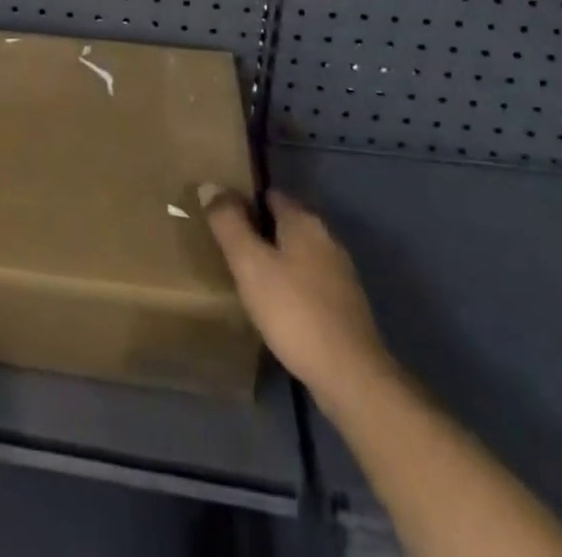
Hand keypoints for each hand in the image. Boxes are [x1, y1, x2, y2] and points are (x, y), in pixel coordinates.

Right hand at [198, 184, 391, 390]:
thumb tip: (210, 185)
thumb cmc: (294, 311)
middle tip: (229, 248)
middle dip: (260, 231)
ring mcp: (341, 273)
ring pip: (299, 254)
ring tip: (248, 277)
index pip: (270, 195)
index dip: (245, 200)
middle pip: (286, 223)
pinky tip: (276, 305)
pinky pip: (310, 281)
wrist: (351, 377)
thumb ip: (228, 223)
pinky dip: (292, 285)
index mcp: (304, 222)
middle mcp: (326, 238)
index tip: (222, 217)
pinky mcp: (346, 306)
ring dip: (276, 260)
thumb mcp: (250, 264)